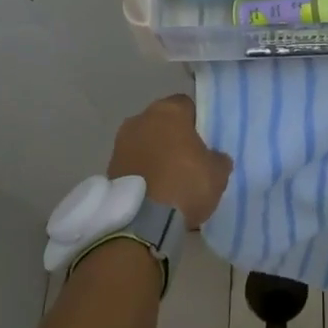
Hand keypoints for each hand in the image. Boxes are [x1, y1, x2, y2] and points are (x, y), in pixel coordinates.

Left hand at [108, 95, 231, 230]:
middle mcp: (140, 119)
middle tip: (188, 159)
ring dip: (154, 154)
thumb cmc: (185, 184)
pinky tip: (154, 192)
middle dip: (172, 137)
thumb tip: (213, 157)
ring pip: (144, 142)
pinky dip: (142, 173)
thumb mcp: (218, 172)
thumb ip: (217, 158)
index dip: (196, 122)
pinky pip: (133, 164)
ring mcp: (120, 143)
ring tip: (169, 179)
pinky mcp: (108, 168)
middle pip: (162, 122)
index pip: (186, 105)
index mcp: (169, 110)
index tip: (204, 141)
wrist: (142, 222)